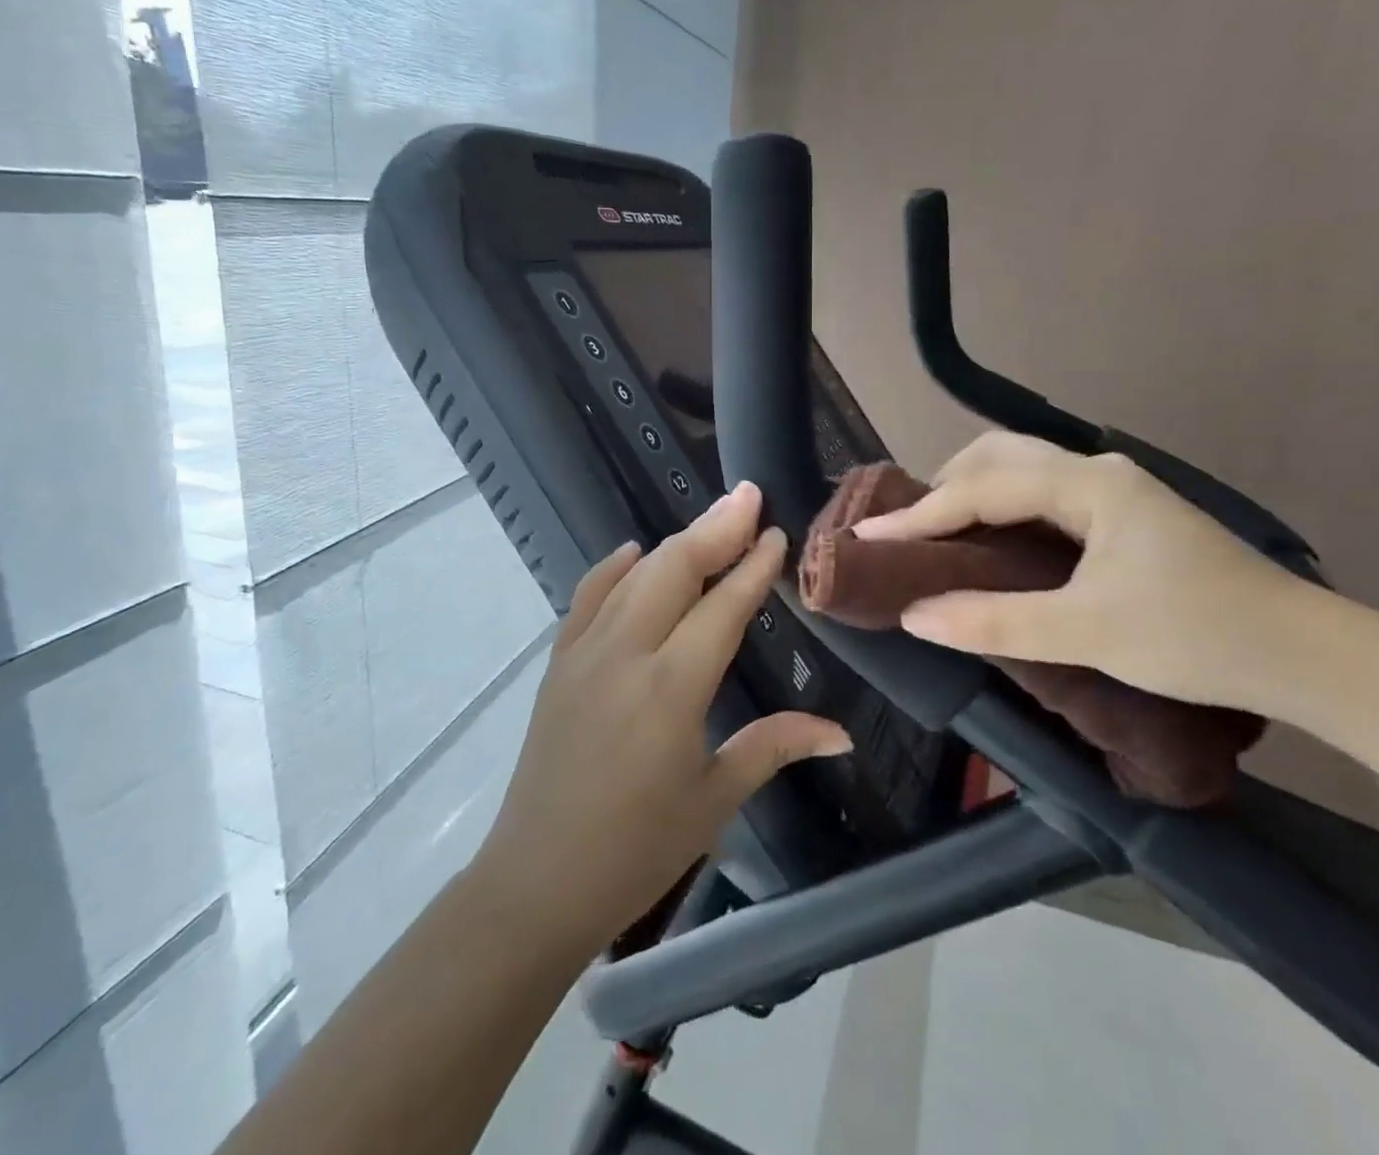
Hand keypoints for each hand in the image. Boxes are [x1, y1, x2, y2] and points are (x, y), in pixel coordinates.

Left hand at [472, 482, 852, 955]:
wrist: (537, 880)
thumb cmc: (637, 850)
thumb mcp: (714, 799)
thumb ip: (773, 747)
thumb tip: (840, 732)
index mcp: (672, 689)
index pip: (722, 607)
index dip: (752, 567)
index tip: (776, 533)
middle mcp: (626, 654)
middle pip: (675, 570)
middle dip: (716, 528)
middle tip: (749, 497)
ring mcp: (584, 653)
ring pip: (635, 576)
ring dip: (675, 543)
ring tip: (712, 520)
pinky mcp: (557, 663)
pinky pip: (587, 597)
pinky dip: (614, 569)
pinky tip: (636, 553)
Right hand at [855, 433, 1310, 711]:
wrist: (1305, 656)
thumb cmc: (1196, 636)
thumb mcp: (1087, 633)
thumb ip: (994, 621)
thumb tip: (913, 614)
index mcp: (1088, 485)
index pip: (982, 489)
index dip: (920, 514)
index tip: (868, 534)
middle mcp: (1097, 472)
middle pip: (998, 456)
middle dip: (944, 486)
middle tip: (909, 530)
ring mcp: (1115, 490)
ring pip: (1022, 470)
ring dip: (973, 492)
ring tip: (939, 532)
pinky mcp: (1123, 515)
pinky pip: (1041, 493)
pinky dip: (1001, 507)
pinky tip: (992, 539)